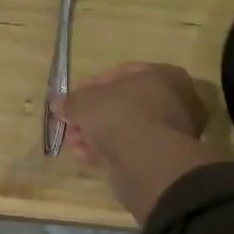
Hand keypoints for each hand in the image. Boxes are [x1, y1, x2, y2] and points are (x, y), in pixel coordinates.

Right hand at [55, 62, 207, 164]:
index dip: (93, 85)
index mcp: (164, 75)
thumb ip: (71, 101)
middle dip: (94, 114)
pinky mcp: (163, 158)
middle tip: (72, 123)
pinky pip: (130, 148)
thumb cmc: (120, 114)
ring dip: (96, 134)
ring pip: (126, 128)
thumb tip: (58, 104)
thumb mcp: (85, 101)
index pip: (124, 73)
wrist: (147, 160)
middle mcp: (175, 100)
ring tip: (73, 143)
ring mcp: (172, 132)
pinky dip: (107, 151)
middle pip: (125, 103)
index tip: (74, 97)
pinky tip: (84, 156)